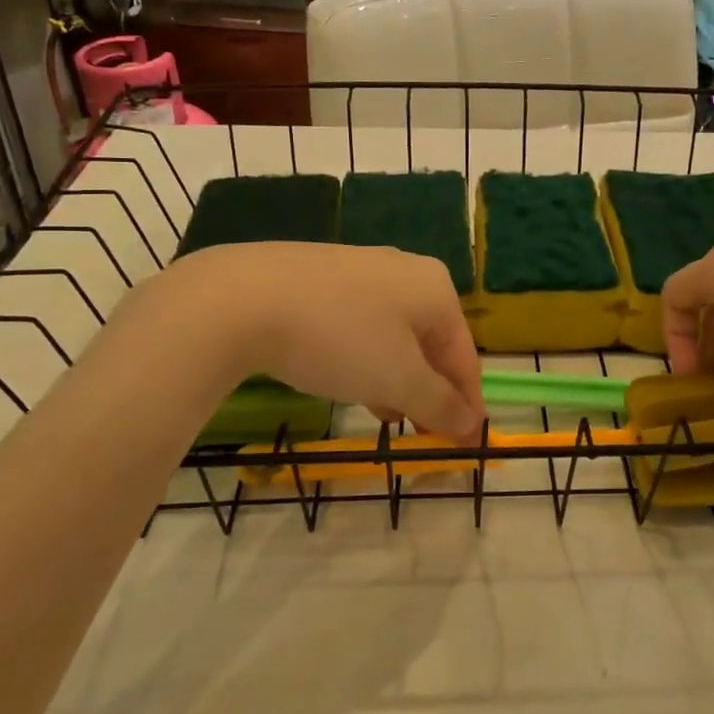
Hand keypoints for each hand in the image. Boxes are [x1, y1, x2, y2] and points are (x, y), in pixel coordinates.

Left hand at [162, 243, 486, 443]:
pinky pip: (358, 324)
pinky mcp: (320, 276)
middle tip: (425, 434)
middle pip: (430, 344)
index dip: (467, 405)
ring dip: (397, 380)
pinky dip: (363, 358)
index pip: (464, 357)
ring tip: (388, 416)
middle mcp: (404, 270)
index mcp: (435, 288)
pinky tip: (348, 380)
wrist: (242, 297)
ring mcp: (360, 268)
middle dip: (430, 392)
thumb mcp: (398, 380)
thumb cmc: (339, 338)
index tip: (466, 445)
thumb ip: (440, 404)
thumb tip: (470, 423)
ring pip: (393, 335)